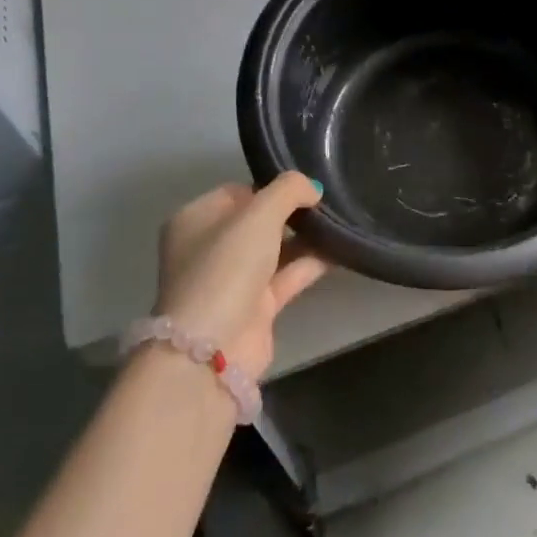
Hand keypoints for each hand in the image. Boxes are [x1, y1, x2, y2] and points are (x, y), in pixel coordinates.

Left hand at [157, 174, 328, 378]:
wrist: (213, 349)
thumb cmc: (226, 268)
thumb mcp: (258, 215)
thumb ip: (288, 191)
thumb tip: (312, 187)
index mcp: (195, 219)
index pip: (238, 192)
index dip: (270, 187)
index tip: (305, 188)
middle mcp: (209, 248)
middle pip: (257, 221)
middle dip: (292, 213)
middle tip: (328, 203)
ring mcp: (231, 280)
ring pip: (275, 250)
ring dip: (305, 238)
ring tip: (342, 222)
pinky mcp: (254, 307)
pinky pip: (287, 276)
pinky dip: (311, 264)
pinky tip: (341, 250)